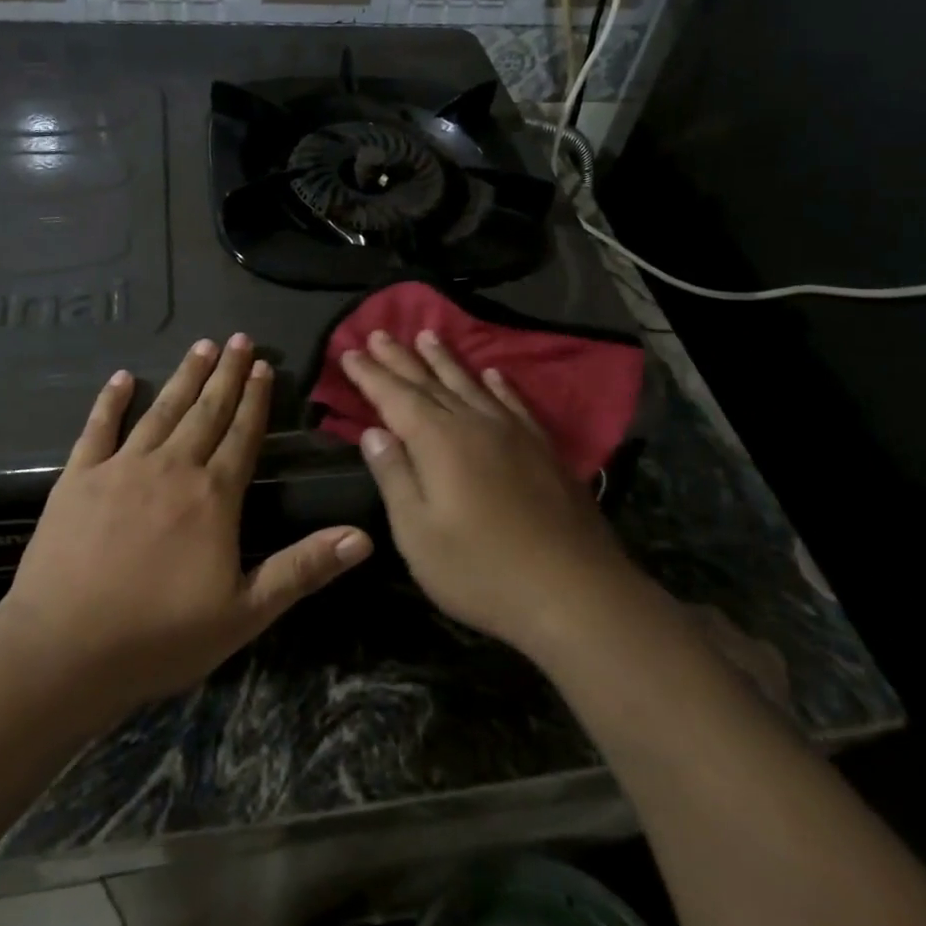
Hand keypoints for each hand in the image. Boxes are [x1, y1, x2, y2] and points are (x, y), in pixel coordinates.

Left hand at [0, 335, 372, 716]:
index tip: (264, 365)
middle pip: (207, 411)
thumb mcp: (246, 612)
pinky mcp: (79, 477)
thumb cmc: (161, 635)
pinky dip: (111, 401)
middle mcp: (172, 467)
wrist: (65, 650)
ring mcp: (122, 467)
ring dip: (184, 377)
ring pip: (161, 410)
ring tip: (202, 346)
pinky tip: (122, 378)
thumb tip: (363, 537)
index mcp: (213, 495)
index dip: (256, 399)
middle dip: (226, 374)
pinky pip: (98, 428)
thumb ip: (303, 568)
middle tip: (239, 339)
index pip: (243, 434)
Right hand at [341, 329, 637, 660]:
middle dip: (400, 358)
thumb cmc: (481, 570)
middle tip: (379, 332)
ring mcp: (513, 434)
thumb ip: (395, 477)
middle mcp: (474, 424)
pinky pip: (514, 403)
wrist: (575, 593)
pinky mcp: (543, 450)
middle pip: (430, 382)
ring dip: (445, 360)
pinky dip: (498, 385)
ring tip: (428, 335)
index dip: (370, 374)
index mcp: (438, 442)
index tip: (350, 351)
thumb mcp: (418, 534)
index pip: (395, 397)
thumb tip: (374, 432)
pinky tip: (492, 374)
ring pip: (471, 384)